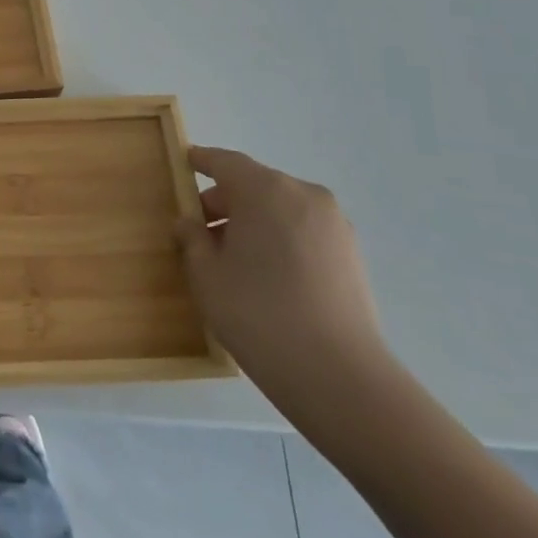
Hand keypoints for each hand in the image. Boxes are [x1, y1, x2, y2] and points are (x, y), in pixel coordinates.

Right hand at [176, 146, 392, 415]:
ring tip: (234, 259)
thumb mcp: (206, 275)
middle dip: (226, 201)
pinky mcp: (352, 254)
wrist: (339, 376)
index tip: (185, 161)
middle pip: (255, 184)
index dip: (201, 161)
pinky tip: (267, 275)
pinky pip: (304, 231)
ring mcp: (334, 225)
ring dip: (255, 222)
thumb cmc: (258, 313)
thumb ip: (192, 239)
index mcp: (265, 189)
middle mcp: (304, 195)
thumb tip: (191, 223)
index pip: (225, 161)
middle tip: (200, 231)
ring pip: (281, 209)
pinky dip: (281, 239)